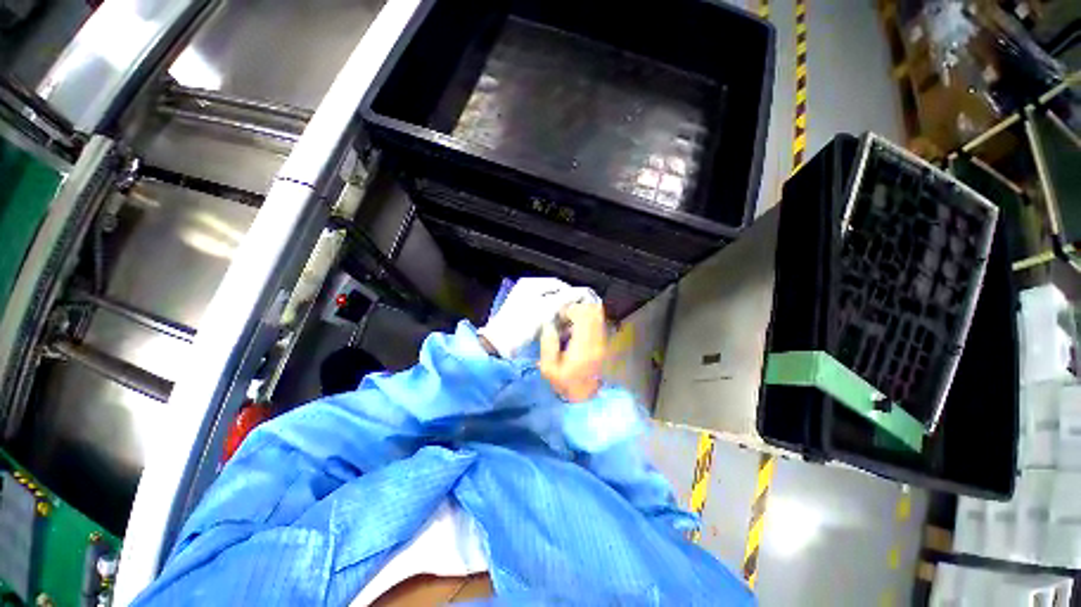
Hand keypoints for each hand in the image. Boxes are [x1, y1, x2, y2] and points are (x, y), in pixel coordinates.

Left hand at [478, 278, 597, 358]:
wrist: (500, 344)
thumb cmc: (523, 323)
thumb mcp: (547, 309)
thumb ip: (567, 298)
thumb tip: (585, 292)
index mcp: (531, 284)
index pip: (559, 285)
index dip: (573, 294)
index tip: (583, 306)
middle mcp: (528, 290)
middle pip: (555, 295)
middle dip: (567, 307)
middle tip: (575, 319)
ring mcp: (525, 303)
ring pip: (551, 306)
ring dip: (561, 316)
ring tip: (567, 327)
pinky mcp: (524, 317)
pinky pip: (544, 315)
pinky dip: (552, 322)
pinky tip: (557, 332)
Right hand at [539, 303, 606, 402]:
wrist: (584, 397)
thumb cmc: (564, 383)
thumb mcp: (548, 369)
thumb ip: (547, 344)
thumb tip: (549, 325)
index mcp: (583, 348)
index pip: (583, 316)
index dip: (570, 310)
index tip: (559, 316)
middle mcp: (597, 342)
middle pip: (593, 311)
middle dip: (578, 308)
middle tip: (565, 316)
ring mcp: (603, 342)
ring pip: (598, 315)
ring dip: (584, 312)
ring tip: (572, 321)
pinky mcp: (604, 343)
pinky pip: (599, 322)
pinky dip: (589, 318)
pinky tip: (578, 327)